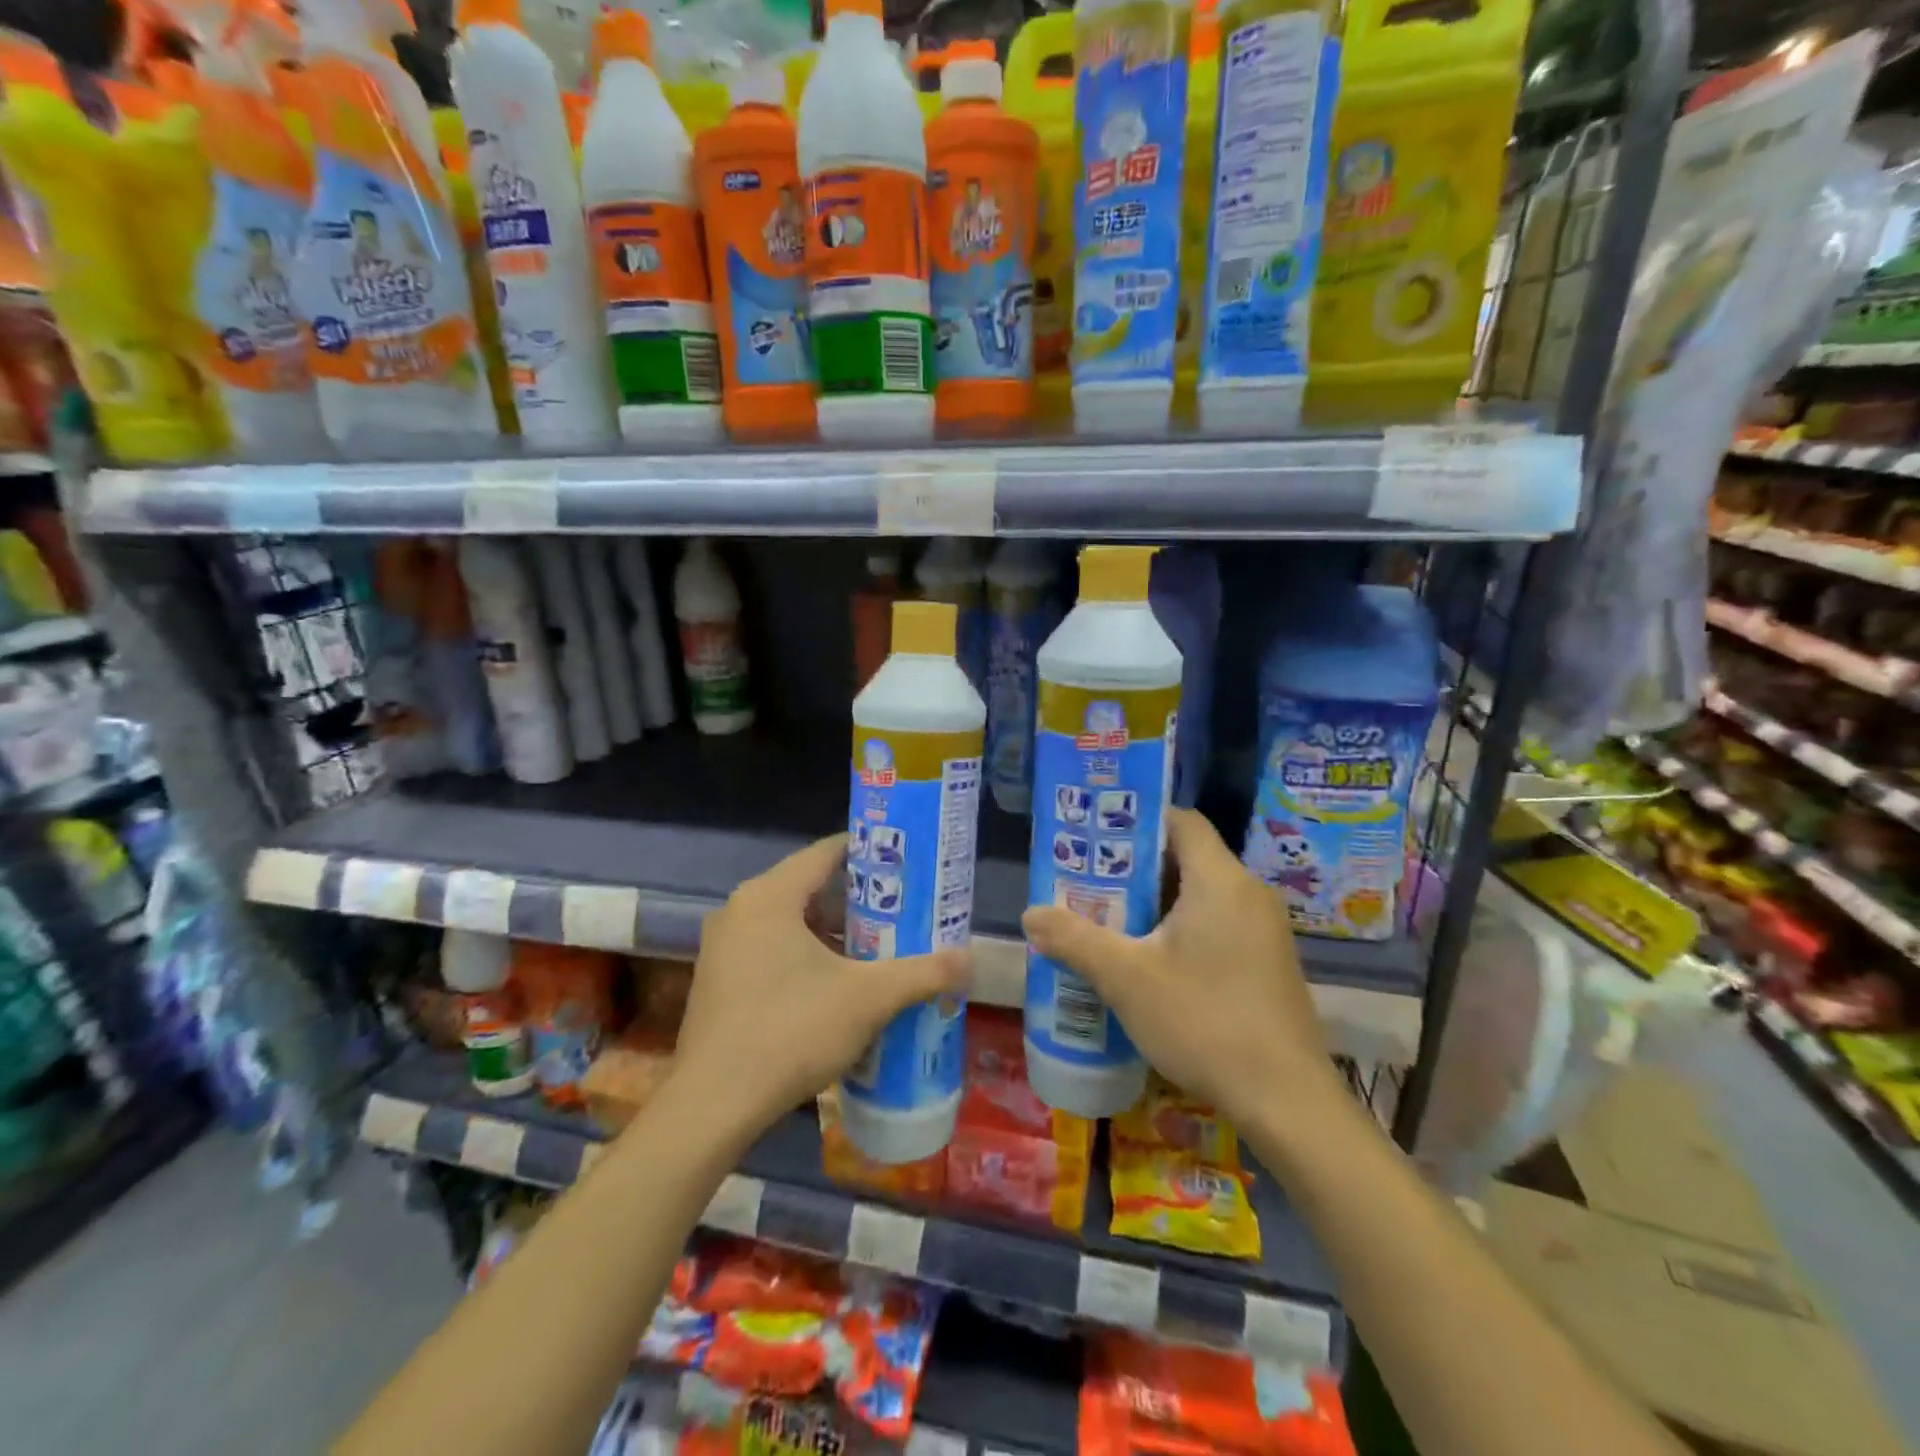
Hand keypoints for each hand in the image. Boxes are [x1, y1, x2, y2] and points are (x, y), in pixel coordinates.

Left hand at [673, 835, 969, 1135]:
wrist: (713, 1106)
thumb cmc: (791, 1032)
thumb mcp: (867, 999)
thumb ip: (921, 973)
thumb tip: (969, 960)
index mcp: (769, 896)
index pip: (826, 852)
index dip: (870, 854)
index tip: (906, 864)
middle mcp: (740, 910)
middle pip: (809, 887)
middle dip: (858, 900)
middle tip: (903, 911)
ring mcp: (724, 946)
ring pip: (790, 922)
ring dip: (833, 933)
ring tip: (878, 949)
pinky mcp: (719, 980)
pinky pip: (771, 948)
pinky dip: (806, 955)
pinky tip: (837, 985)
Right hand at [1022, 808, 1338, 1129]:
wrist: (1286, 1101)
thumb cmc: (1204, 1021)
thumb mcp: (1126, 978)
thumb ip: (1075, 940)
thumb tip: (1030, 914)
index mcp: (1220, 881)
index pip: (1181, 821)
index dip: (1138, 821)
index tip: (1097, 839)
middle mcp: (1249, 894)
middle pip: (1187, 857)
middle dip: (1136, 869)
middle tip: (1089, 884)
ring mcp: (1265, 930)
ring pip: (1201, 895)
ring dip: (1156, 903)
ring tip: (1109, 921)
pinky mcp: (1268, 962)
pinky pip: (1218, 923)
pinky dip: (1182, 928)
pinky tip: (1150, 962)